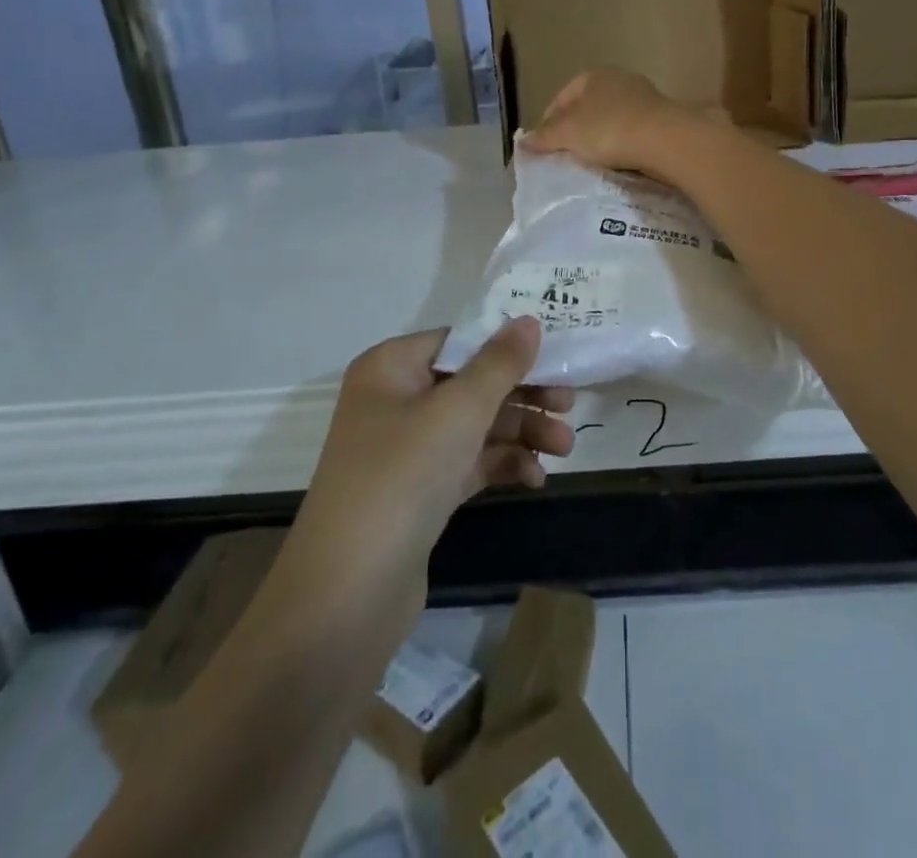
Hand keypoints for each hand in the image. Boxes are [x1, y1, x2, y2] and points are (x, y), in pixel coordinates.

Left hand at [294, 319, 574, 584]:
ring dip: (521, 432)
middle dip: (523, 395)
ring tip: (564, 449)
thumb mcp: (459, 411)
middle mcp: (395, 400)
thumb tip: (529, 320)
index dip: (507, 346)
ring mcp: (406, 449)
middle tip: (570, 405)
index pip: (459, 341)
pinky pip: (469, 462)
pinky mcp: (419, 492)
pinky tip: (535, 479)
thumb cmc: (402, 477)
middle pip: (471, 383)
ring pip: (475, 425)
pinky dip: (502, 464)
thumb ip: (500, 364)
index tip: (556, 357)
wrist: (347, 596)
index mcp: (390, 367)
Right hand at [521, 67, 699, 176]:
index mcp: (593, 76)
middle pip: (587, 108)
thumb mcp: (568, 135)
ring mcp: (644, 98)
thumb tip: (523, 141)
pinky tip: (618, 165)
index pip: (562, 97)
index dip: (548, 122)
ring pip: (611, 121)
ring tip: (590, 165)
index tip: (543, 147)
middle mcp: (619, 80)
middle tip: (565, 157)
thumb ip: (544, 137)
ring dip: (600, 140)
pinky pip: (632, 134)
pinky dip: (622, 147)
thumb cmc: (609, 130)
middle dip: (575, 131)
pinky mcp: (662, 119)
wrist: (665, 140)